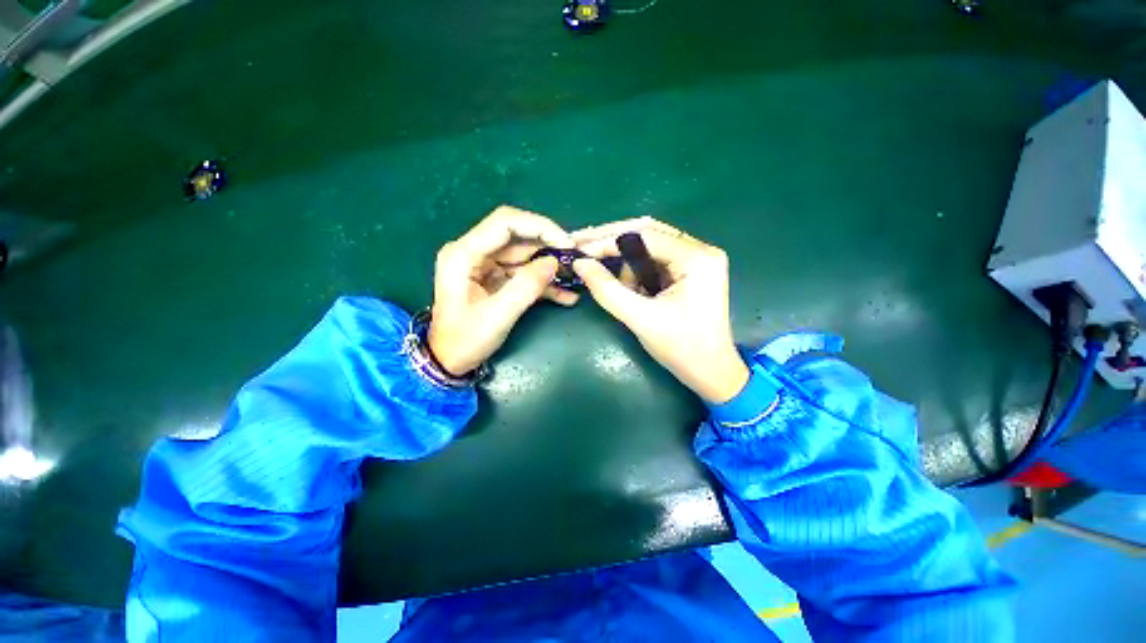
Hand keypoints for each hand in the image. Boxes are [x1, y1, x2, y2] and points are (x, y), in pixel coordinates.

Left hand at [428, 206, 575, 375]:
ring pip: (525, 255)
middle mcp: (474, 252)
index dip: (539, 226)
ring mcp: (485, 265)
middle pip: (517, 236)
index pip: (505, 223)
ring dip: (550, 265)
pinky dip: (544, 282)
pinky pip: (524, 272)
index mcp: (464, 254)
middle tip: (575, 259)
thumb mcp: (497, 316)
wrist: (448, 361)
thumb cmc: (465, 341)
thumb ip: (526, 287)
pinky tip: (565, 295)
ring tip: (575, 278)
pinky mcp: (496, 278)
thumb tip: (554, 263)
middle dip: (549, 245)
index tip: (566, 243)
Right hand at [572, 217, 749, 403]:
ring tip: (613, 282)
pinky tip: (626, 286)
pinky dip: (634, 271)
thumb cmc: (681, 348)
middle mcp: (700, 250)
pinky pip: (654, 260)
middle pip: (647, 232)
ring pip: (648, 246)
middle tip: (581, 245)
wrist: (710, 372)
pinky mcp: (689, 271)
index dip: (607, 240)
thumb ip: (607, 290)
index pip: (644, 235)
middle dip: (611, 241)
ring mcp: (696, 259)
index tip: (579, 248)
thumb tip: (580, 264)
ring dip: (625, 262)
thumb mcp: (640, 319)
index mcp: (696, 259)